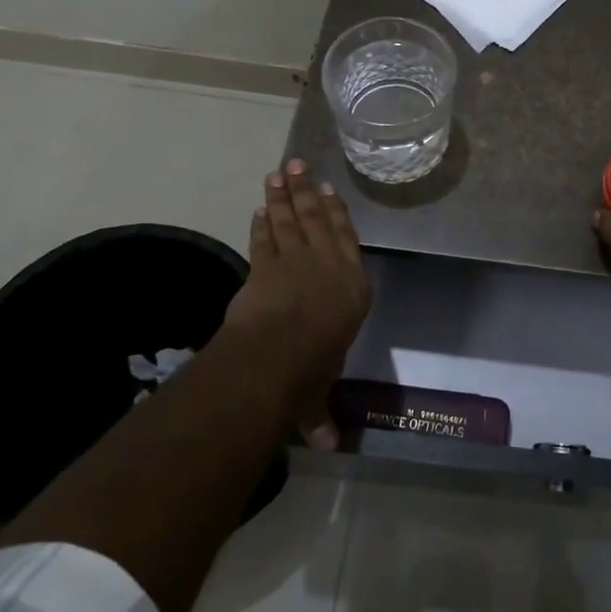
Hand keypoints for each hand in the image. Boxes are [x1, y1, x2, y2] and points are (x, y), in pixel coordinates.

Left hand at [222, 159, 372, 444]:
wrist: (279, 352)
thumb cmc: (314, 367)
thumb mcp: (320, 390)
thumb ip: (319, 411)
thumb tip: (327, 447)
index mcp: (351, 287)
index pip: (345, 241)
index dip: (336, 214)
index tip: (328, 191)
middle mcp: (327, 266)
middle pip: (318, 220)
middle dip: (307, 191)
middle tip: (298, 164)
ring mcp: (295, 261)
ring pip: (291, 220)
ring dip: (284, 196)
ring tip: (279, 171)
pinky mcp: (264, 267)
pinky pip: (265, 240)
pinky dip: (261, 223)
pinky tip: (259, 208)